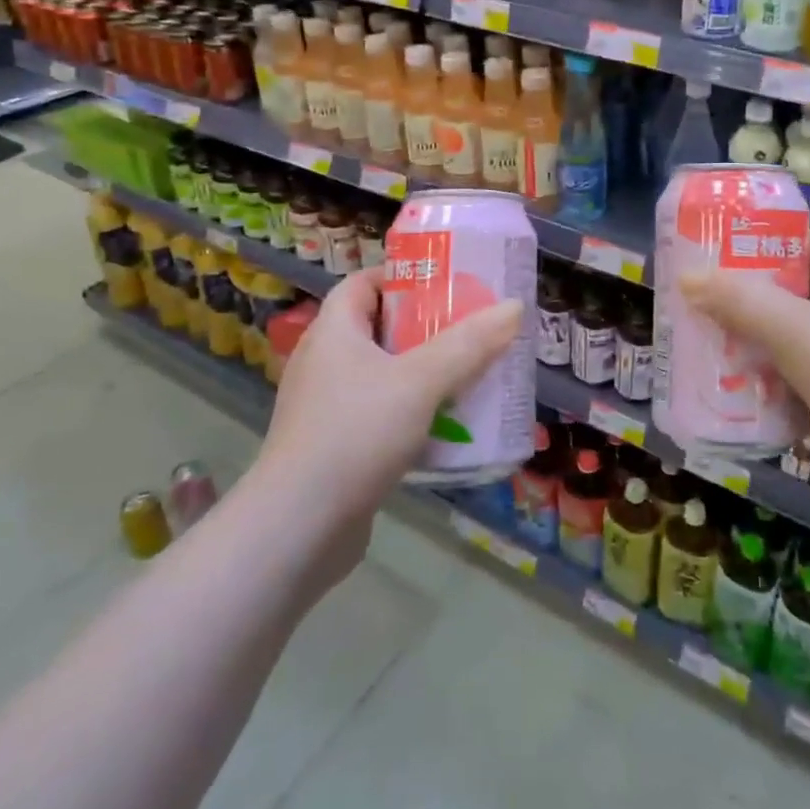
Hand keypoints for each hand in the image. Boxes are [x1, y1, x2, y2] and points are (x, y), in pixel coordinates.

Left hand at [250, 269, 521, 562]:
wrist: (296, 531)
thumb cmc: (355, 435)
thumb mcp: (420, 382)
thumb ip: (468, 344)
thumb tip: (514, 306)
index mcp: (333, 331)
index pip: (364, 283)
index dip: (403, 277)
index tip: (446, 284)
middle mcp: (324, 362)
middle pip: (379, 327)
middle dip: (426, 327)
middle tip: (471, 328)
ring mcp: (326, 408)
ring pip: (383, 374)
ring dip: (423, 372)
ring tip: (468, 374)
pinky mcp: (334, 447)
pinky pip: (380, 413)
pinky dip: (411, 411)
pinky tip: (445, 425)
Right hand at [680, 231, 809, 523]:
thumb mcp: (792, 329)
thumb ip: (738, 301)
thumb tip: (687, 278)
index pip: (808, 241)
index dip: (767, 241)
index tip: (723, 253)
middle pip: (798, 288)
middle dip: (753, 296)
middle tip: (708, 302)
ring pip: (801, 333)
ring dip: (762, 339)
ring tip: (716, 344)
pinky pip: (809, 372)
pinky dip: (780, 377)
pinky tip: (746, 390)